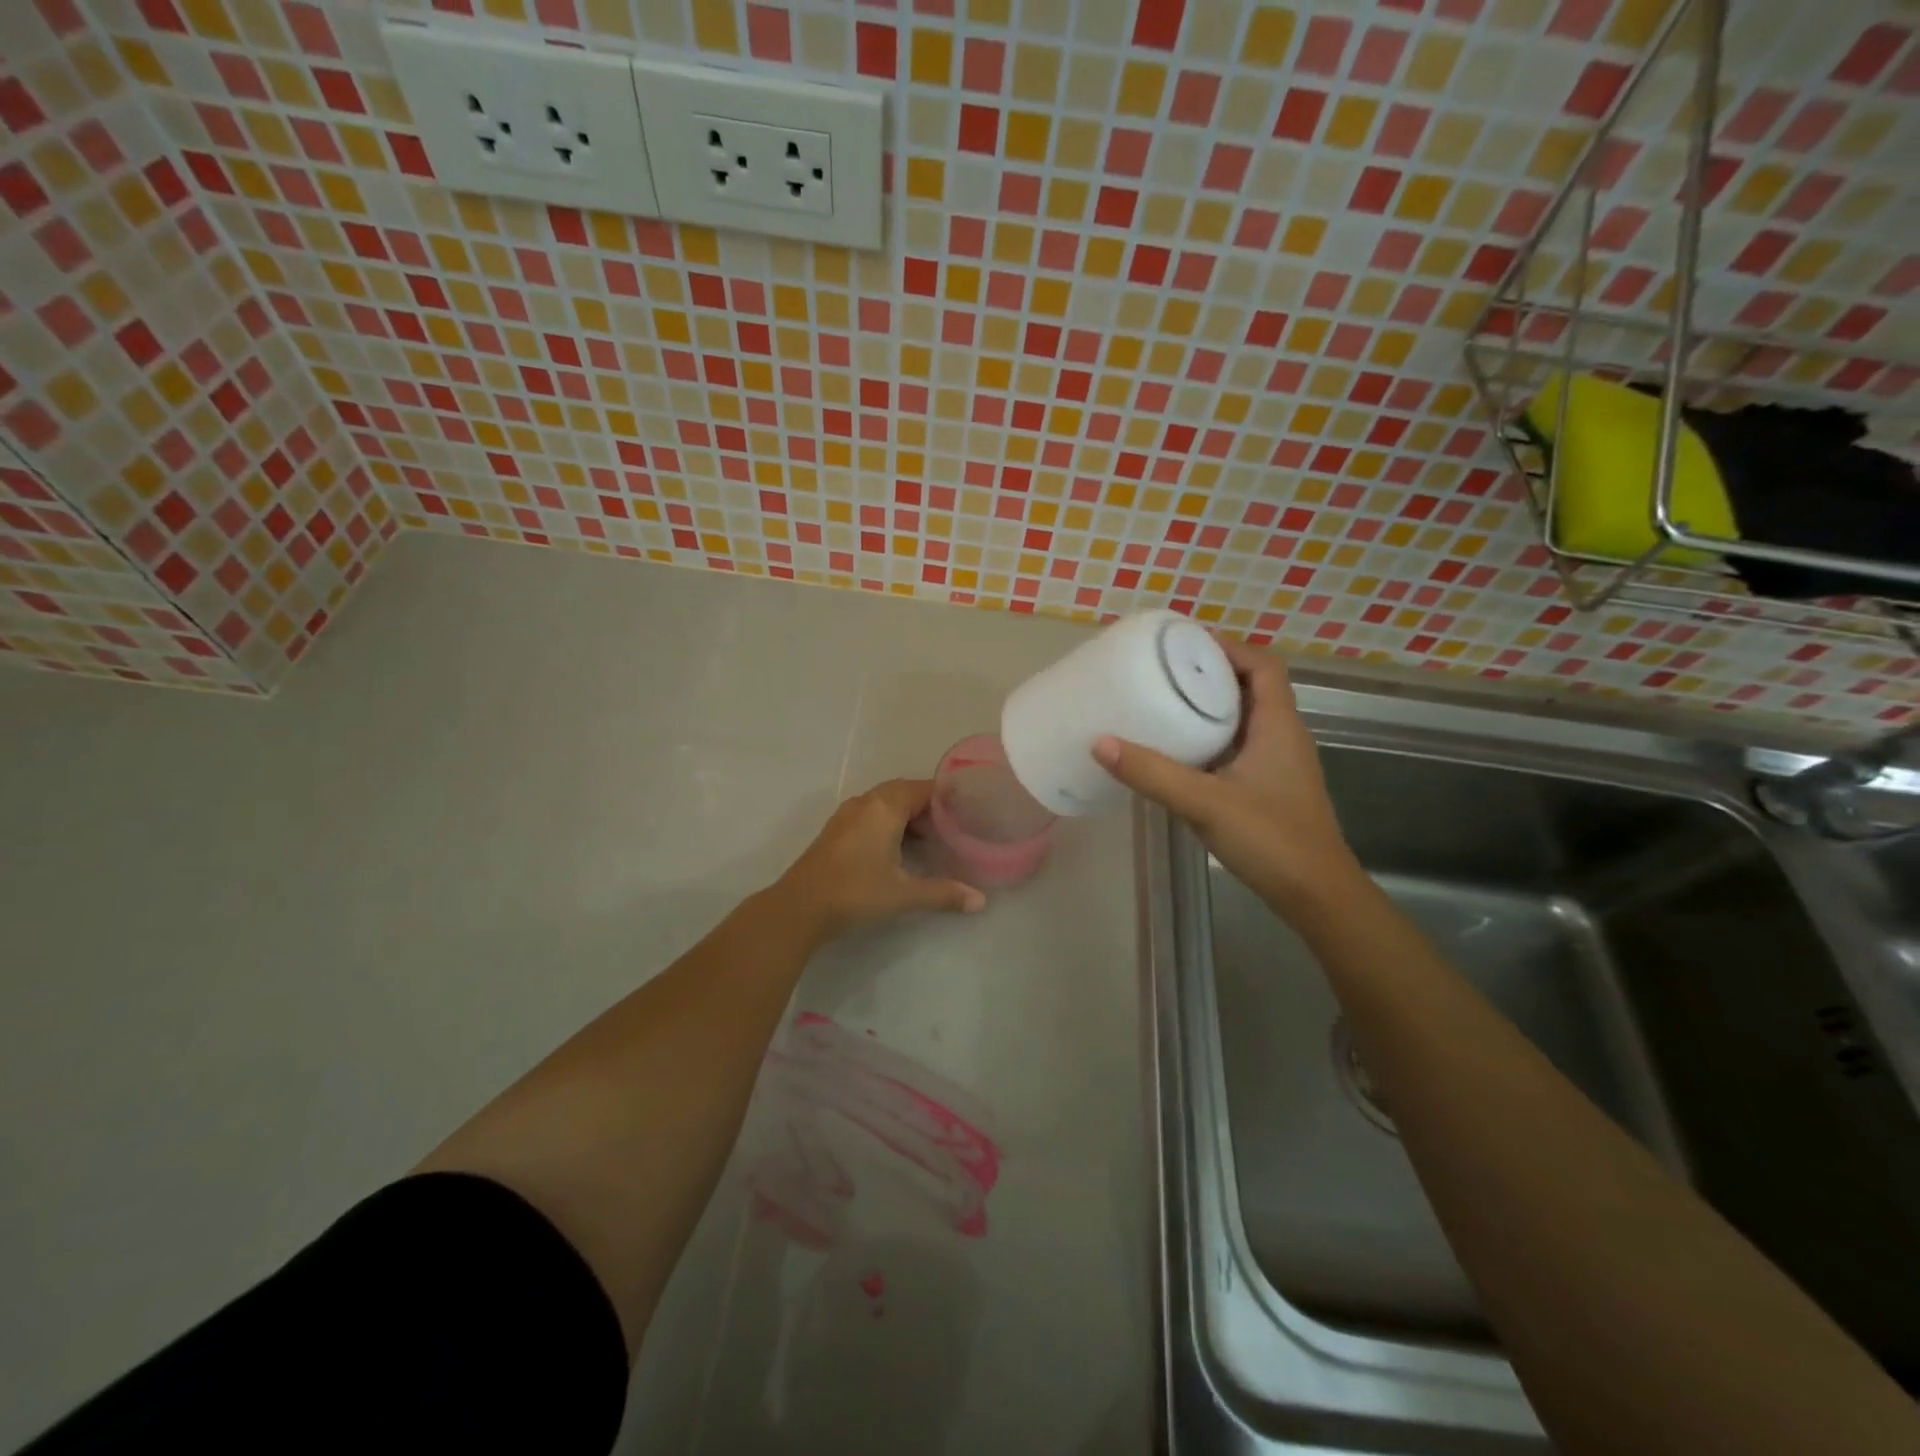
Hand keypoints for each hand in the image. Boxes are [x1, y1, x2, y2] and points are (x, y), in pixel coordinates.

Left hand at [771, 778, 985, 942]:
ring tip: (929, 839)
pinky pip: (870, 814)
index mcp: (885, 806)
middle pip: (904, 792)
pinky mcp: (836, 830)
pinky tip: (897, 849)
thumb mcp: (904, 894)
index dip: (947, 798)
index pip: (924, 788)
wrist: (799, 907)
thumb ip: (943, 893)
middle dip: (928, 806)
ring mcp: (847, 815)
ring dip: (907, 815)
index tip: (968, 811)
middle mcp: (866, 802)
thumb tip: (980, 901)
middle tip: (951, 827)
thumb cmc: (856, 892)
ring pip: (885, 803)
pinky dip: (889, 823)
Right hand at [1093, 639, 1360, 913]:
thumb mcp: (1205, 802)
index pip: (1263, 665)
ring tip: (1164, 703)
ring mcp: (1278, 763)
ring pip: (1244, 719)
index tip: (1184, 645)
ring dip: (1210, 706)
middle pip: (1251, 687)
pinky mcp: (1269, 787)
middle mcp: (1282, 736)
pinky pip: (1238, 746)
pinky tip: (1178, 752)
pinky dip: (1211, 738)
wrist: (1315, 895)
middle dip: (1210, 674)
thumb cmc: (1270, 839)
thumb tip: (1100, 742)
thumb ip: (1152, 773)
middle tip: (1163, 672)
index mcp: (1278, 725)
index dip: (1228, 648)